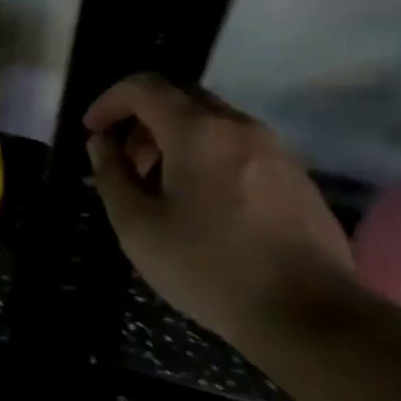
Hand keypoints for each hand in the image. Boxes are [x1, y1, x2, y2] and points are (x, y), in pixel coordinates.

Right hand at [84, 73, 354, 343]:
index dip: (110, 101)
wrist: (307, 313)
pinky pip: (240, 146)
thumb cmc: (209, 268)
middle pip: (181, 98)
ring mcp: (275, 149)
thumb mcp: (139, 228)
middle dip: (142, 120)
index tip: (93, 132)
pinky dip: (208, 156)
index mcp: (198, 131)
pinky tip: (204, 204)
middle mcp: (240, 126)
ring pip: (213, 122)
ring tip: (160, 187)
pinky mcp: (295, 176)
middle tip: (125, 162)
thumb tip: (102, 143)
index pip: (145, 87)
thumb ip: (112, 176)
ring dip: (176, 139)